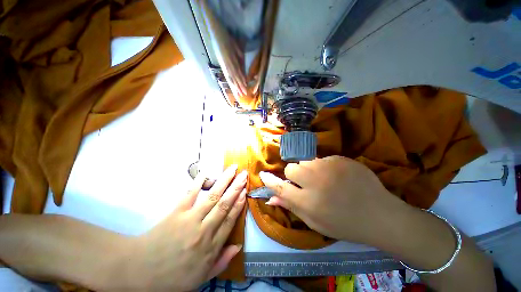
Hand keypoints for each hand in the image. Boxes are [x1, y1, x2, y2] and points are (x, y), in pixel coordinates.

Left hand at [132, 165, 246, 290]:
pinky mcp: (176, 213)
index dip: (239, 204)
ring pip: (212, 197)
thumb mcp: (201, 278)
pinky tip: (206, 173)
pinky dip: (198, 183)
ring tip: (233, 169)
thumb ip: (221, 261)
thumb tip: (238, 246)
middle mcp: (204, 230)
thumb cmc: (172, 278)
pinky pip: (189, 195)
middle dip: (236, 187)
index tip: (245, 191)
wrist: (138, 273)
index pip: (230, 220)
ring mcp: (190, 219)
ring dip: (224, 181)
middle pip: (224, 204)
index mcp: (211, 247)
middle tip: (244, 174)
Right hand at [259, 156, 407, 245]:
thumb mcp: (315, 222)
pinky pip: (322, 159)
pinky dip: (324, 167)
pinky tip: (337, 176)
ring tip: (323, 180)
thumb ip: (292, 207)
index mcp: (308, 201)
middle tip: (306, 183)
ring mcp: (329, 167)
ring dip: (309, 170)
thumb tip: (271, 198)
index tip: (263, 174)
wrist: (380, 215)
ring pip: (306, 161)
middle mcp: (315, 181)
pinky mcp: (340, 159)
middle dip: (294, 174)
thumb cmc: (344, 224)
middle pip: (292, 167)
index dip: (270, 181)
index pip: (281, 187)